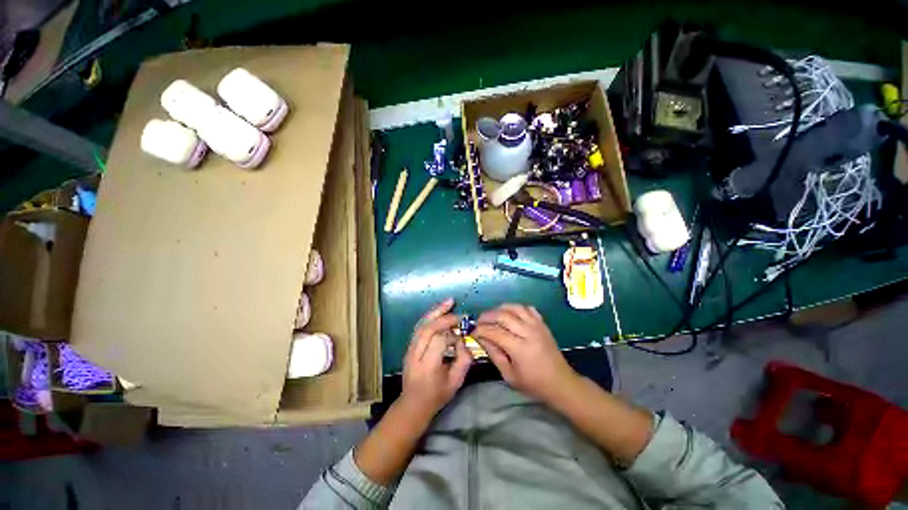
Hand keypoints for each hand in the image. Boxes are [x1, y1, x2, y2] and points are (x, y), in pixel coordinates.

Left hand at [399, 298, 472, 416]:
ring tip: (449, 302)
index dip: (453, 334)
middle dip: (444, 317)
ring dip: (436, 311)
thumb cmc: (436, 395)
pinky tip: (439, 311)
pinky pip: (419, 326)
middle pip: (428, 328)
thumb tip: (464, 340)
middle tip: (459, 312)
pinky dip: (430, 316)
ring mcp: (410, 348)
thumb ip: (464, 360)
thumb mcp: (456, 382)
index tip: (463, 335)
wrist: (412, 404)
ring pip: (422, 324)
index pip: (439, 340)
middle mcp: (416, 354)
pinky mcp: (410, 345)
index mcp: (428, 365)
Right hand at [473, 304, 579, 403]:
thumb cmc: (534, 384)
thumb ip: (495, 355)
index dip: (481, 330)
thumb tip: (481, 339)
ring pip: (515, 308)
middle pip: (503, 315)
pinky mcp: (542, 323)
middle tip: (479, 321)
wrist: (561, 383)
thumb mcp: (509, 376)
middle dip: (487, 316)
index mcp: (520, 349)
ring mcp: (537, 325)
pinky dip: (516, 308)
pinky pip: (527, 308)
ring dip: (500, 308)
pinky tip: (510, 313)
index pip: (495, 332)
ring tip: (492, 315)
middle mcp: (528, 332)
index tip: (473, 332)